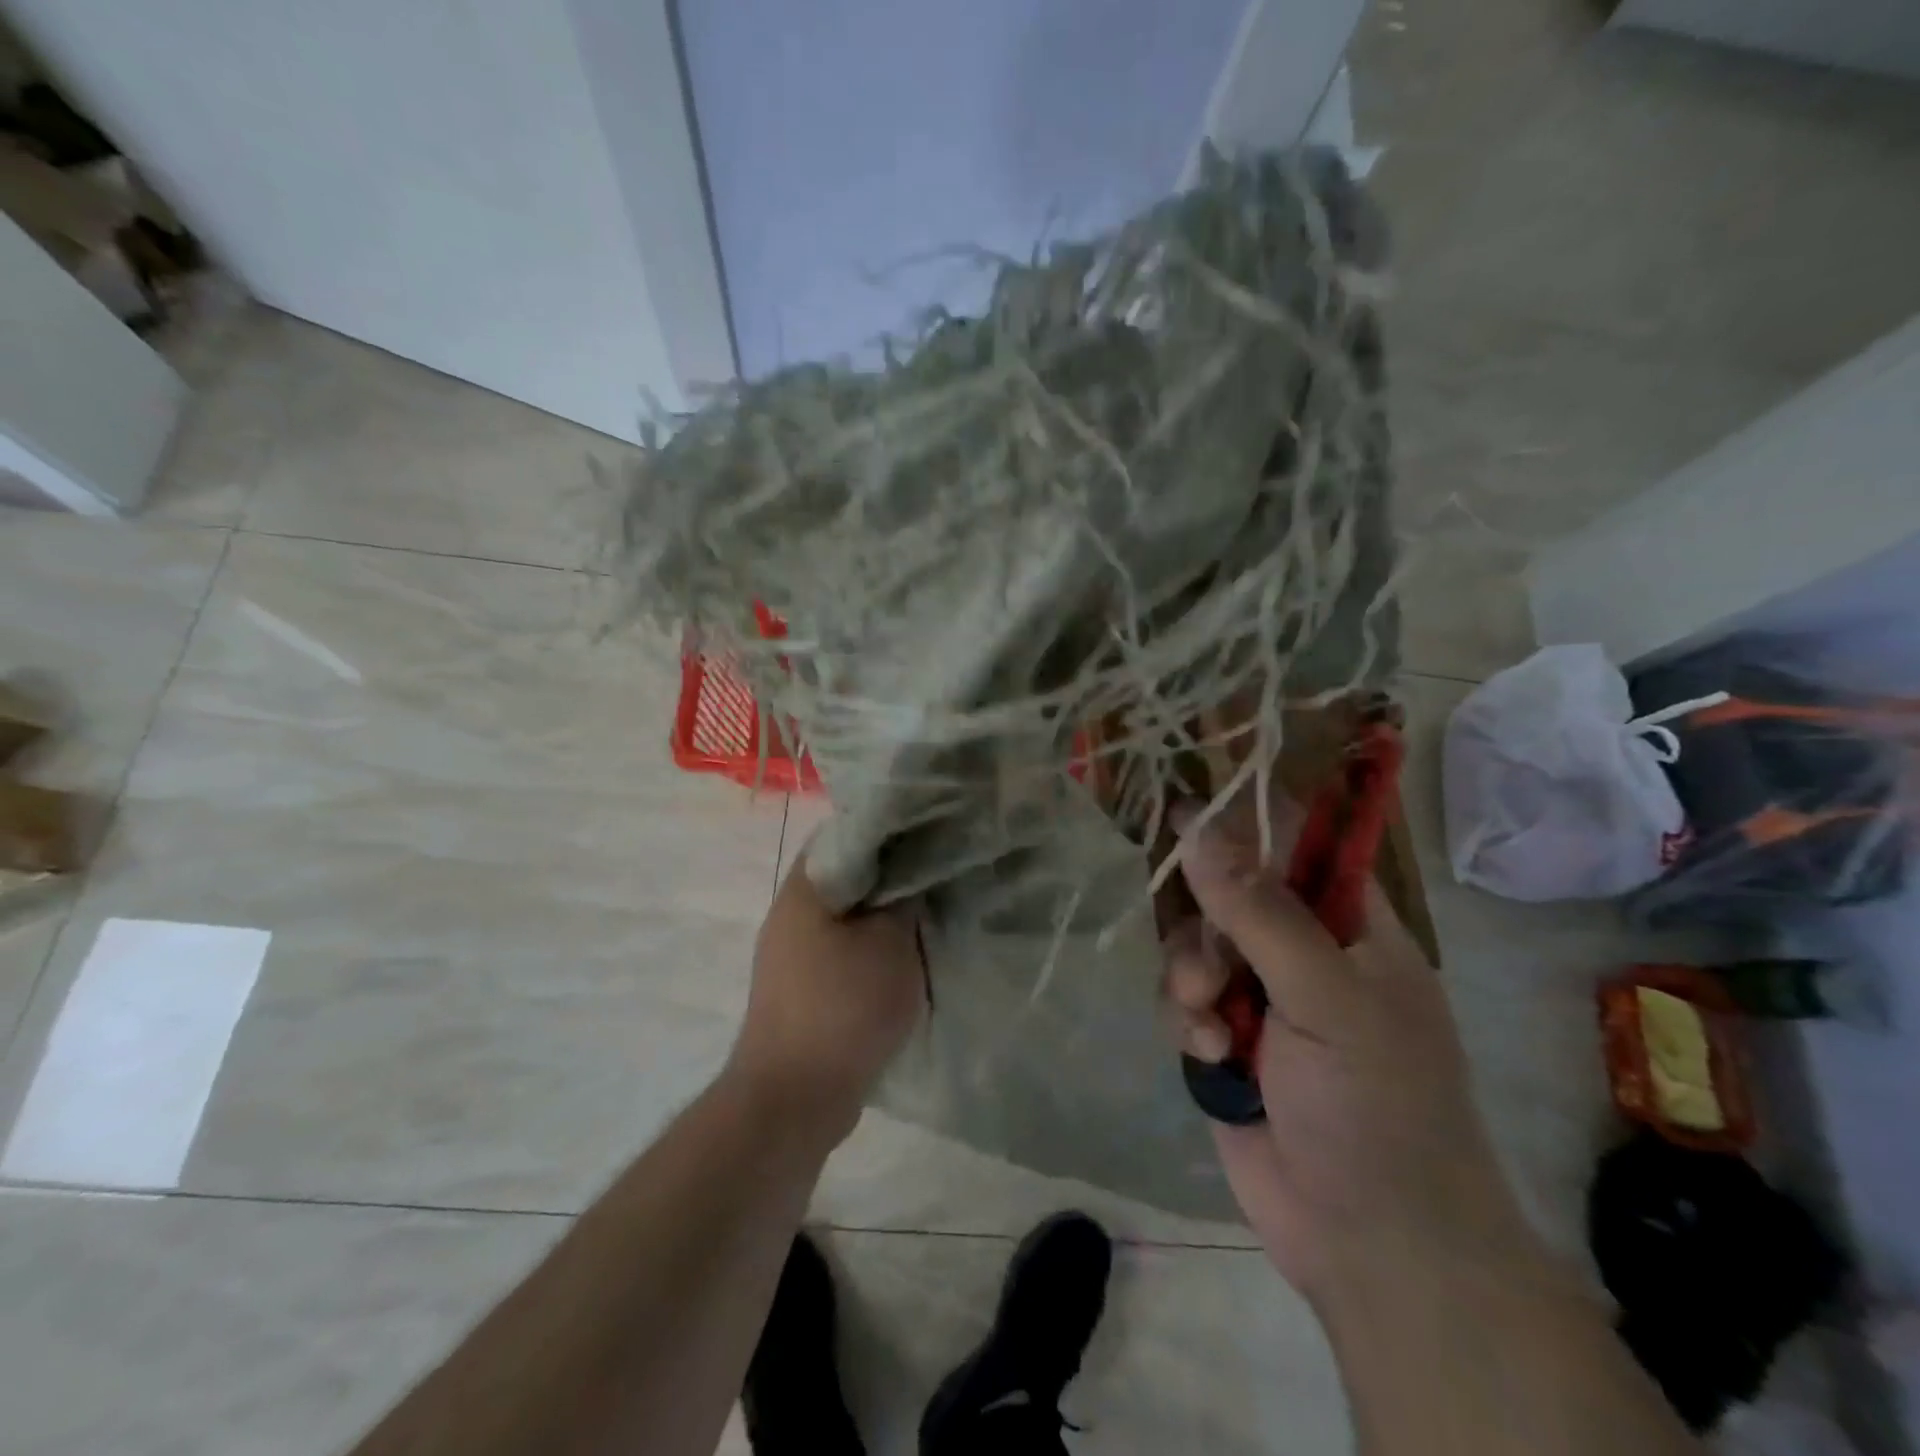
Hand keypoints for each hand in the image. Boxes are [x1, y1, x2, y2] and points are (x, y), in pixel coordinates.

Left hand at [728, 848, 924, 1149]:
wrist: (794, 1099)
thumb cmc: (844, 1007)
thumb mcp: (891, 944)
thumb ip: (907, 899)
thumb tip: (915, 876)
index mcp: (804, 889)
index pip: (846, 834)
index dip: (889, 829)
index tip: (929, 832)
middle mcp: (790, 914)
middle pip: (848, 877)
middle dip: (893, 876)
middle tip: (938, 874)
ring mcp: (791, 955)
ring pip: (848, 918)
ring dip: (884, 918)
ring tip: (929, 915)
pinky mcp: (802, 991)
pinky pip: (844, 953)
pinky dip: (873, 951)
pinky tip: (906, 960)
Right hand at [1161, 788, 1538, 1304]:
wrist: (1372, 1246)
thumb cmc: (1377, 1106)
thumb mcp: (1326, 997)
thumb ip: (1260, 911)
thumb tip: (1198, 825)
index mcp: (1348, 922)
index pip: (1295, 838)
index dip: (1242, 813)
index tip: (1184, 801)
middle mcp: (1301, 947)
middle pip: (1224, 888)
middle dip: (1203, 918)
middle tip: (1207, 955)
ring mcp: (1260, 994)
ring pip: (1193, 942)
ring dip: (1189, 973)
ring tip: (1207, 1019)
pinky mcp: (1223, 1038)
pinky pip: (1180, 996)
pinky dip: (1184, 1019)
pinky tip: (1208, 1057)